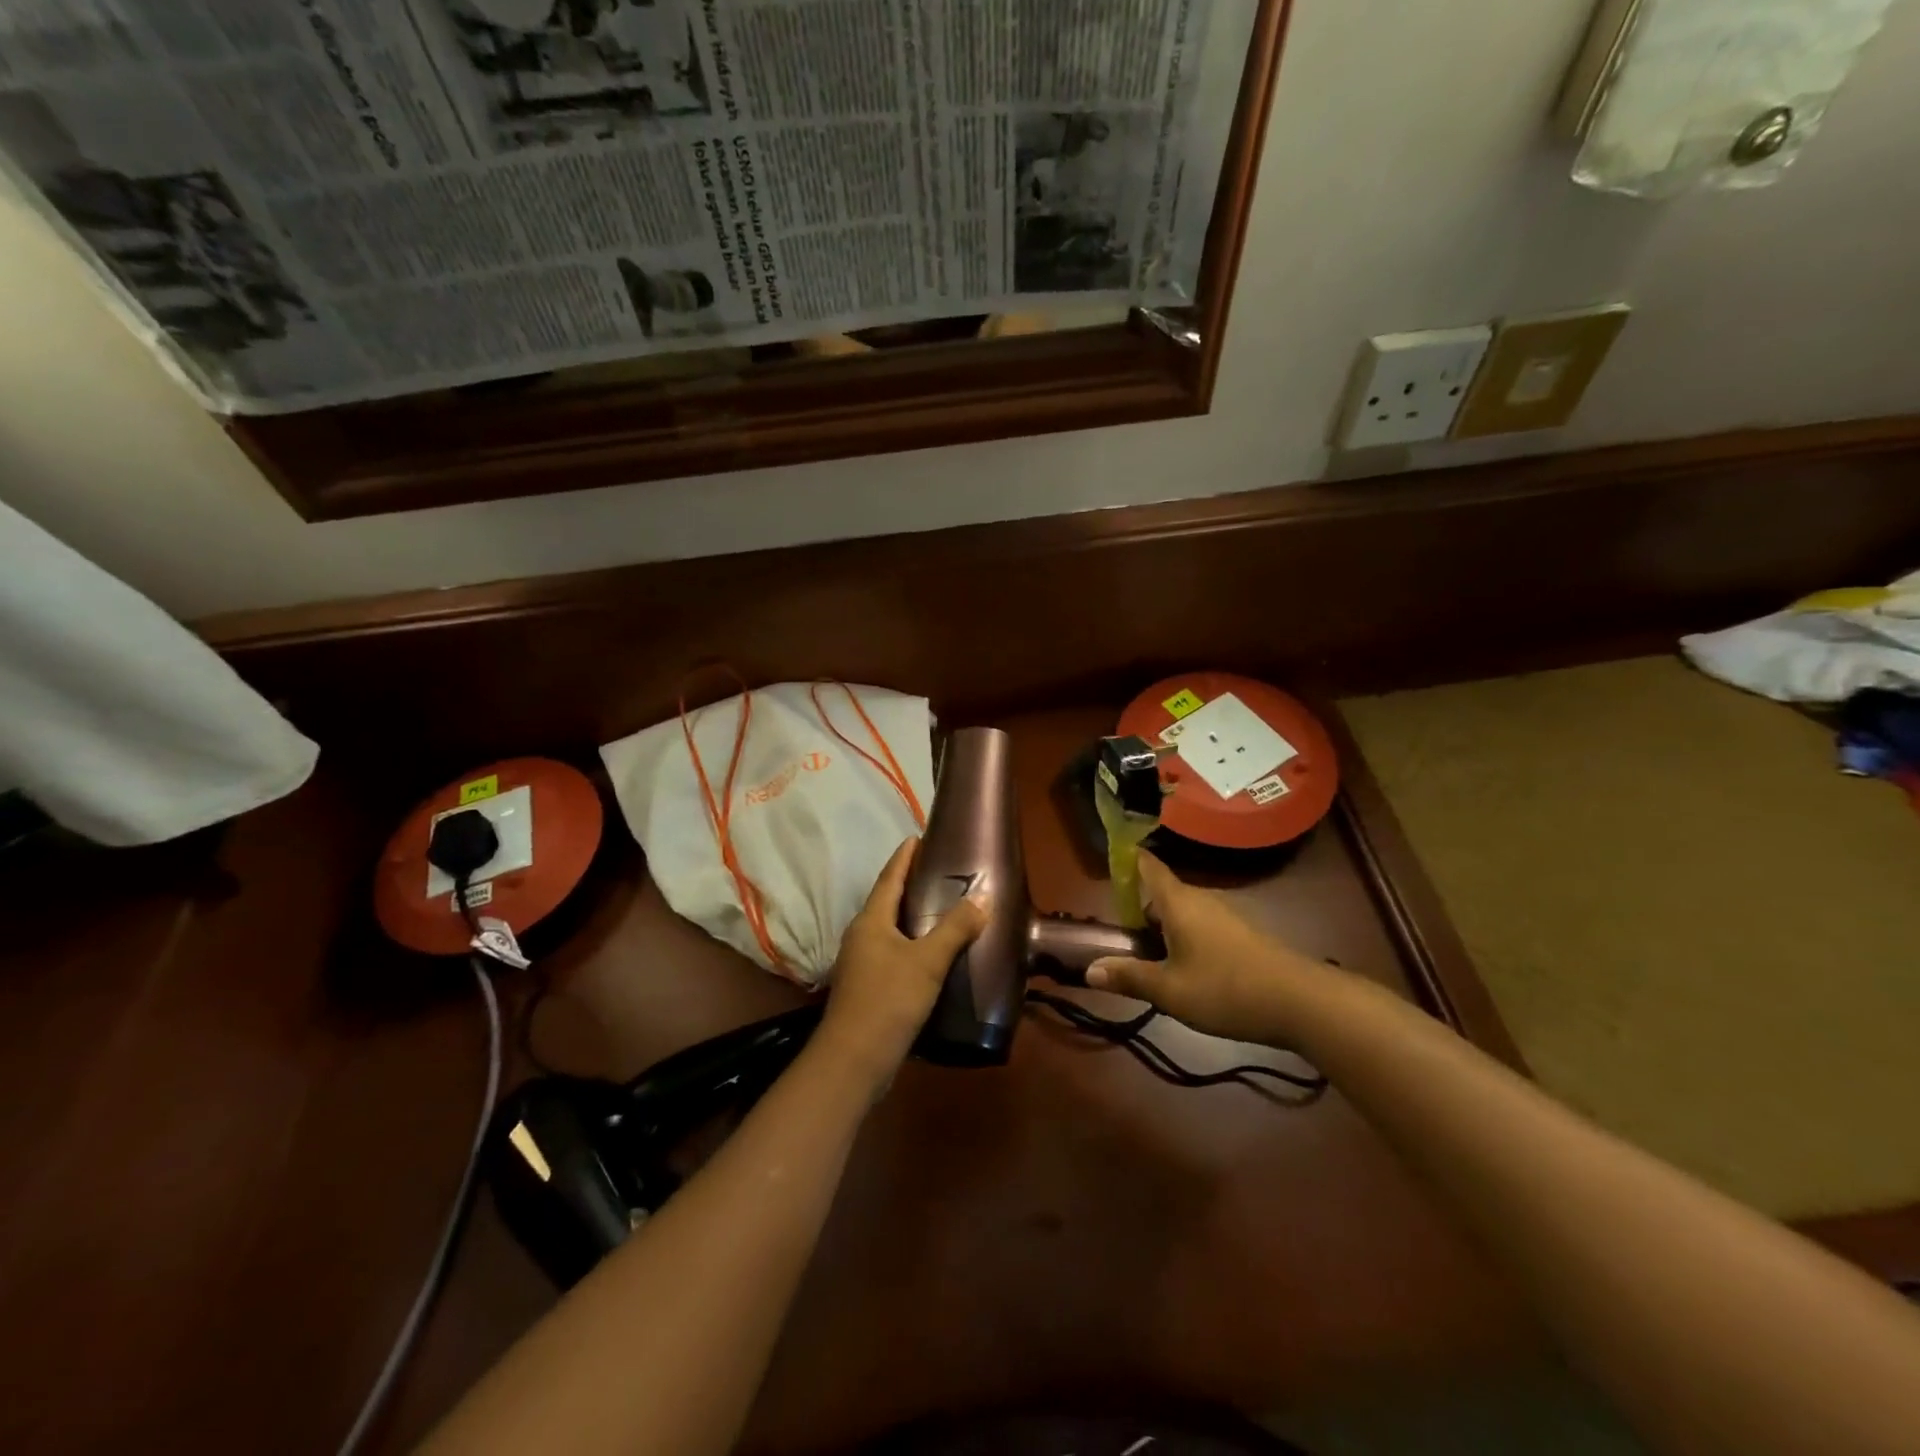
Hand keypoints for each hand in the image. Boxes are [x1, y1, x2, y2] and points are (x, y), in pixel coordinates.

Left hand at [816, 838, 988, 1089]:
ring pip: (888, 928)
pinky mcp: (867, 986)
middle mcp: (861, 935)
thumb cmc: (889, 1000)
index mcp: (871, 921)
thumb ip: (955, 928)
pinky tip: (930, 952)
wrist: (854, 1059)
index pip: (889, 878)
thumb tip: (983, 897)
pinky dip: (910, 942)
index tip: (918, 837)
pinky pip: (892, 951)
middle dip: (908, 883)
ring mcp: (861, 962)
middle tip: (938, 869)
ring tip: (939, 906)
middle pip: (886, 900)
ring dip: (910, 914)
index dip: (904, 857)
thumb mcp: (928, 961)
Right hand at [1086, 852, 1311, 1042]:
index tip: (1109, 858)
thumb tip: (1089, 970)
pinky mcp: (1241, 936)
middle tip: (1119, 939)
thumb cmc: (1225, 988)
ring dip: (1162, 930)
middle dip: (1139, 911)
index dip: (1127, 858)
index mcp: (1178, 902)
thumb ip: (1129, 977)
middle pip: (1161, 894)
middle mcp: (1200, 900)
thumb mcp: (1169, 990)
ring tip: (1147, 961)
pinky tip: (1183, 972)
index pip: (1148, 866)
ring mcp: (1224, 916)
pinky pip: (1200, 927)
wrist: (1301, 1003)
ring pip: (1182, 913)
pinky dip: (1184, 940)